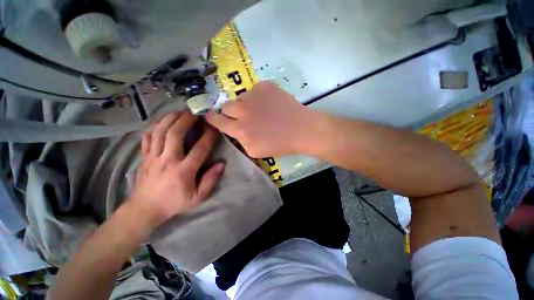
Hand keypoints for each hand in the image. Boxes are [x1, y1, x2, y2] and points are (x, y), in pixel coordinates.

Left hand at [130, 111, 224, 225]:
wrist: (145, 208)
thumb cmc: (174, 203)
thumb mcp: (197, 198)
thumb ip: (210, 181)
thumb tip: (221, 164)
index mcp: (183, 171)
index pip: (199, 149)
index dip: (209, 136)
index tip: (215, 127)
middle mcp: (167, 160)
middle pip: (175, 134)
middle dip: (186, 120)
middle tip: (195, 112)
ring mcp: (152, 157)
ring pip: (159, 131)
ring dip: (170, 118)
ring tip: (180, 112)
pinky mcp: (144, 156)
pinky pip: (148, 136)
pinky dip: (155, 125)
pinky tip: (163, 120)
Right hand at [206, 81, 313, 157]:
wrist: (300, 129)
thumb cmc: (279, 144)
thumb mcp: (255, 151)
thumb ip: (240, 140)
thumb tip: (235, 130)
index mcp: (239, 129)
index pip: (217, 120)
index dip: (212, 118)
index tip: (210, 115)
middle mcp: (242, 110)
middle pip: (226, 106)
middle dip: (231, 111)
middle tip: (243, 115)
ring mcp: (253, 95)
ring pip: (241, 97)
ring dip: (246, 104)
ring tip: (261, 110)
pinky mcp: (264, 86)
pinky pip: (254, 90)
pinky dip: (258, 97)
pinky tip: (270, 104)